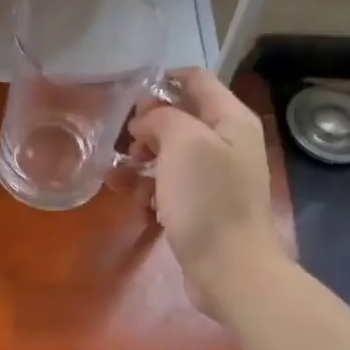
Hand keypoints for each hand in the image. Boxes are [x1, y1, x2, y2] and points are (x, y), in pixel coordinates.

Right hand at [129, 69, 286, 319]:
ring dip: (142, 160)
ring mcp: (216, 177)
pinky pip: (171, 185)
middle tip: (123, 142)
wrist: (229, 269)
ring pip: (171, 154)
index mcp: (231, 120)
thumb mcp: (184, 144)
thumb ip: (163, 118)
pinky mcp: (202, 207)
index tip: (129, 96)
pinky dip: (151, 187)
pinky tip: (135, 200)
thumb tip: (146, 120)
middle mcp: (227, 143)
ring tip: (117, 175)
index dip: (163, 81)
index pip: (197, 80)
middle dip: (148, 126)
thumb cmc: (208, 200)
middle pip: (181, 118)